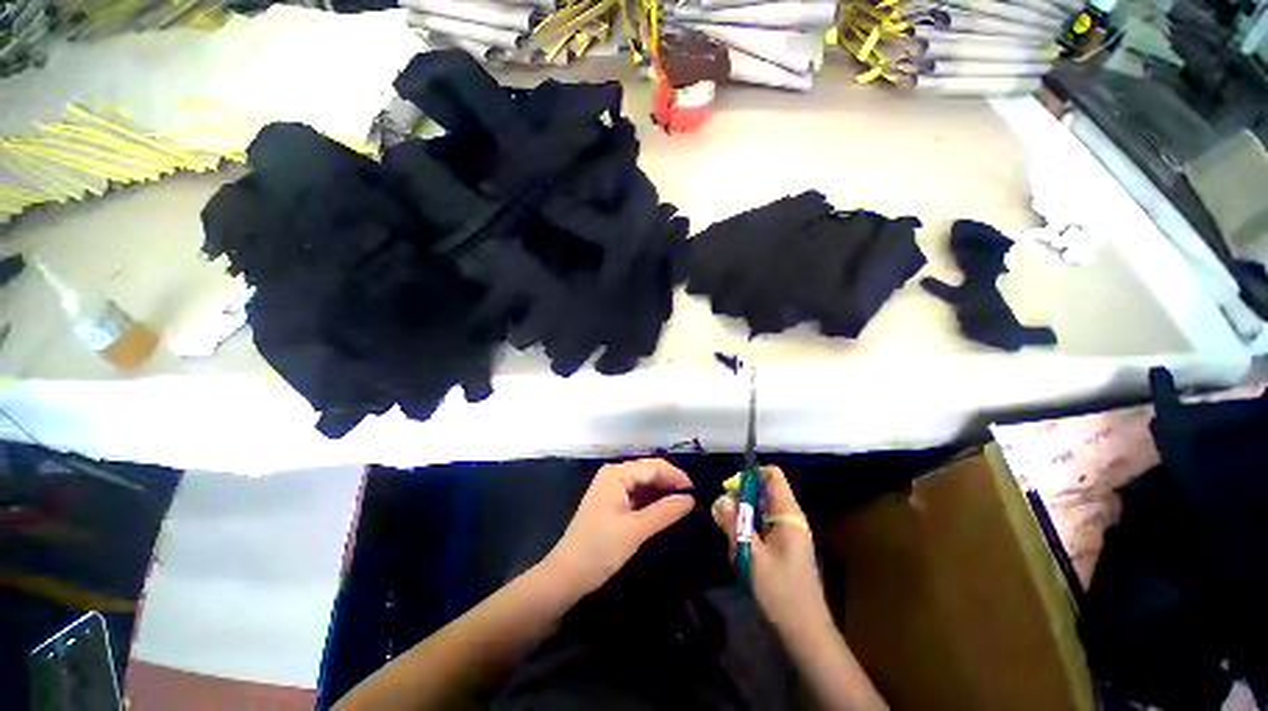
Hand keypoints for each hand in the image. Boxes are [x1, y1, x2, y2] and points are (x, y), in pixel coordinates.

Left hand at [546, 458, 694, 594]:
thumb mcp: (636, 529)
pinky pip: (636, 495)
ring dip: (662, 492)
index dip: (676, 476)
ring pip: (643, 483)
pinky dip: (651, 500)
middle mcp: (614, 475)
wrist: (566, 575)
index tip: (696, 492)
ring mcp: (611, 488)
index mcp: (617, 474)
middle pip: (648, 471)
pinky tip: (664, 509)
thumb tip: (690, 499)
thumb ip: (665, 511)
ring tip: (682, 504)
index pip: (654, 466)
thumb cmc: (600, 548)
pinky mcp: (610, 502)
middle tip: (691, 499)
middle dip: (670, 482)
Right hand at [713, 466, 830, 636]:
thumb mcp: (752, 556)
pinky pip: (763, 527)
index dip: (751, 475)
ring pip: (760, 510)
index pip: (773, 476)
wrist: (805, 632)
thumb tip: (721, 499)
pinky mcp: (784, 546)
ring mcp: (788, 533)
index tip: (731, 489)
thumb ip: (735, 524)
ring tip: (732, 539)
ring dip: (743, 518)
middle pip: (764, 492)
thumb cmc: (781, 591)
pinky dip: (749, 531)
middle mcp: (790, 519)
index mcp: (789, 515)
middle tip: (724, 515)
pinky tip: (740, 551)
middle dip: (741, 499)